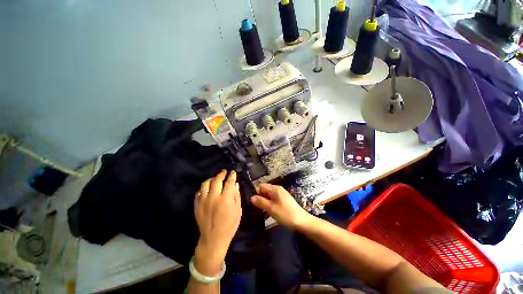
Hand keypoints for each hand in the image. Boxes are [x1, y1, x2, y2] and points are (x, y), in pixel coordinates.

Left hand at [194, 170, 241, 274]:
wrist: (213, 239)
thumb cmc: (229, 225)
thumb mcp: (238, 210)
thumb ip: (236, 195)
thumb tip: (235, 184)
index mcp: (225, 198)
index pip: (229, 182)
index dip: (231, 176)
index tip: (233, 172)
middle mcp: (213, 197)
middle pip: (217, 180)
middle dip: (221, 174)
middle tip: (224, 171)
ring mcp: (203, 201)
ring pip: (206, 184)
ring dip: (211, 179)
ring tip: (215, 178)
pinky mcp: (197, 205)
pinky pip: (199, 192)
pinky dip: (204, 188)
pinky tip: (207, 188)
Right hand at [250, 184, 312, 230]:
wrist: (301, 221)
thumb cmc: (285, 213)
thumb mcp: (270, 208)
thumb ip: (260, 202)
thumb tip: (251, 197)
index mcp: (274, 189)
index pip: (261, 186)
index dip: (256, 193)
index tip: (254, 203)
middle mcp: (278, 189)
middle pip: (265, 190)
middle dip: (260, 198)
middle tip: (258, 208)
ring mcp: (282, 194)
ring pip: (269, 195)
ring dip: (265, 202)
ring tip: (263, 211)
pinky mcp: (284, 200)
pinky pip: (274, 199)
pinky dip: (270, 204)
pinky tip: (270, 211)